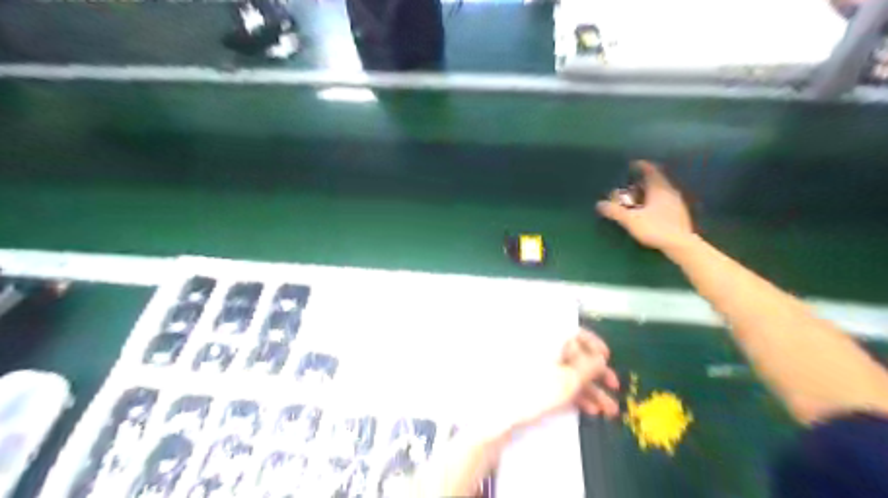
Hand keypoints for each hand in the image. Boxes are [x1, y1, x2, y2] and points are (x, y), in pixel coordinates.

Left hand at [476, 329, 618, 441]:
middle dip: (597, 372)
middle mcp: (542, 347)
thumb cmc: (538, 390)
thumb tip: (600, 358)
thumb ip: (590, 366)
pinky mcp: (533, 380)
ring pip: (568, 371)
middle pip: (574, 354)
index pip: (574, 332)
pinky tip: (588, 409)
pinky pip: (557, 380)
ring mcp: (536, 364)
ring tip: (608, 409)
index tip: (608, 356)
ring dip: (590, 388)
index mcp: (549, 339)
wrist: (502, 412)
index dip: (593, 343)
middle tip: (615, 386)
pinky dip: (574, 392)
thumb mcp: (570, 379)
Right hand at [595, 160, 693, 252]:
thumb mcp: (631, 220)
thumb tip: (600, 204)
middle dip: (643, 181)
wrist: (681, 244)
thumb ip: (615, 211)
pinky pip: (666, 201)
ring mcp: (677, 203)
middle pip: (657, 180)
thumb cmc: (656, 228)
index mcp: (659, 189)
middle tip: (631, 184)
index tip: (634, 164)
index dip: (642, 166)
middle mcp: (670, 192)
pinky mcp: (680, 214)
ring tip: (639, 197)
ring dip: (650, 191)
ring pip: (662, 191)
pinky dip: (656, 201)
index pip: (651, 171)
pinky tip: (651, 210)